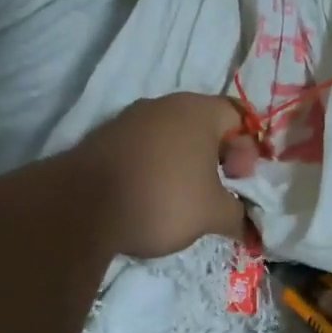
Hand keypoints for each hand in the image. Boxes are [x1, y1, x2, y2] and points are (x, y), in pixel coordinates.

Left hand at [69, 93, 259, 259]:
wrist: (82, 207)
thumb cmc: (162, 199)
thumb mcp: (212, 214)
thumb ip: (238, 216)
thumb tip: (249, 227)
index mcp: (197, 110)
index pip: (238, 116)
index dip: (248, 150)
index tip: (240, 181)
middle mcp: (163, 105)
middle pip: (205, 126)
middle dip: (218, 159)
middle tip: (219, 192)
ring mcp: (130, 120)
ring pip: (172, 138)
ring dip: (187, 165)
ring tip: (186, 200)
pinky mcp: (105, 139)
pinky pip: (145, 149)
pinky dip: (157, 168)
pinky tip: (153, 198)